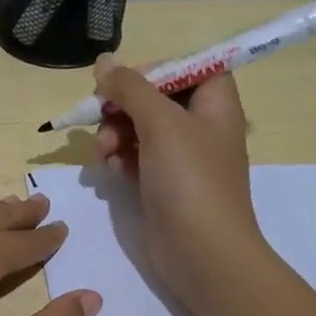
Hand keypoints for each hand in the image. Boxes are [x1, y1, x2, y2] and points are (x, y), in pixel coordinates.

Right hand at [92, 56, 263, 306]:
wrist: (202, 253)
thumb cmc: (190, 180)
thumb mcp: (160, 123)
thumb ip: (130, 88)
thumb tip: (103, 62)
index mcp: (214, 104)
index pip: (187, 67)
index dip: (155, 69)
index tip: (124, 82)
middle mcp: (200, 126)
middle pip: (156, 97)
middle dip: (123, 106)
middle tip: (100, 116)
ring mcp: (181, 158)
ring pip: (139, 128)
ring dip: (114, 134)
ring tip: (103, 151)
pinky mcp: (163, 184)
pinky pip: (135, 157)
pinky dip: (119, 158)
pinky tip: (109, 170)